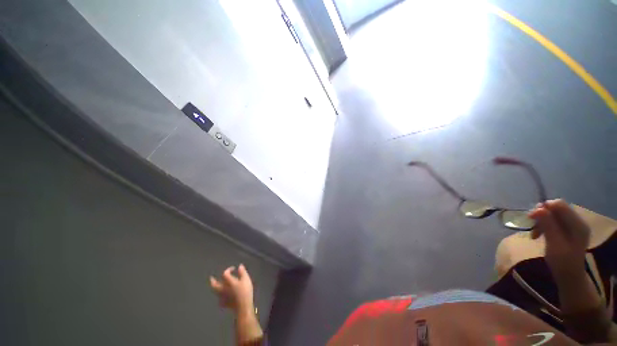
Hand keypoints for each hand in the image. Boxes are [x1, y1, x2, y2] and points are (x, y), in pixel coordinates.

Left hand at [210, 264, 254, 314]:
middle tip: (211, 278)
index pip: (225, 274)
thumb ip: (242, 272)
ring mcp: (223, 297)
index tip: (233, 268)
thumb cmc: (245, 291)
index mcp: (228, 282)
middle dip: (213, 281)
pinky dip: (220, 298)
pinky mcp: (225, 304)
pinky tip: (221, 298)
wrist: (243, 306)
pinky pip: (220, 300)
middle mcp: (223, 289)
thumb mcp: (246, 279)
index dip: (228, 270)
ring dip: (215, 289)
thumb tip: (240, 266)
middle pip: (215, 285)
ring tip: (215, 287)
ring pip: (216, 292)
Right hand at [529, 199, 589, 280]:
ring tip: (534, 234)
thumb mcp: (554, 244)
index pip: (559, 205)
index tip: (530, 218)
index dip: (543, 207)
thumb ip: (548, 225)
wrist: (569, 277)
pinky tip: (538, 235)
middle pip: (555, 209)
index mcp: (577, 224)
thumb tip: (537, 208)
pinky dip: (543, 226)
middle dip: (541, 216)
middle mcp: (577, 221)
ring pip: (552, 215)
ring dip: (540, 221)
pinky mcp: (567, 230)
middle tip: (531, 227)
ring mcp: (573, 226)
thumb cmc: (562, 262)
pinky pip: (553, 221)